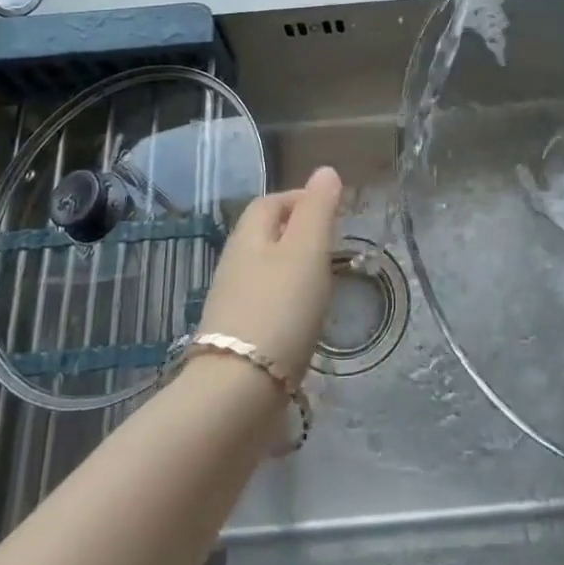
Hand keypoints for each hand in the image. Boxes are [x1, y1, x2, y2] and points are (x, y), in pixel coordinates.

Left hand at [196, 166, 342, 383]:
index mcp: (248, 237)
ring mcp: (231, 305)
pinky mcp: (236, 340)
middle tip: (333, 246)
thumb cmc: (279, 309)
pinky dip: (286, 303)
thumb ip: (318, 209)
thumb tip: (325, 170)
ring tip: (323, 283)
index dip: (300, 198)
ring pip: (264, 272)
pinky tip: (304, 321)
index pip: (270, 202)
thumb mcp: (307, 251)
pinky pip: (264, 306)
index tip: (332, 211)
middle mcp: (233, 265)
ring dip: (292, 270)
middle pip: (265, 236)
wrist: (238, 393)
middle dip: (297, 233)